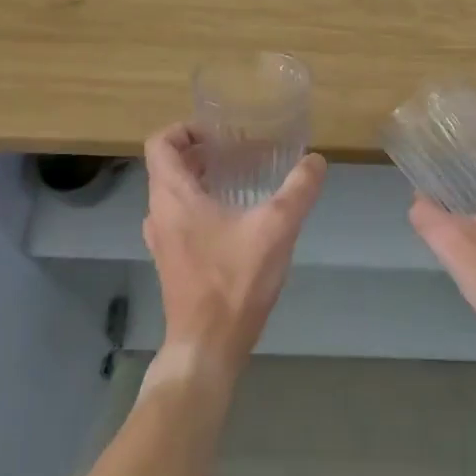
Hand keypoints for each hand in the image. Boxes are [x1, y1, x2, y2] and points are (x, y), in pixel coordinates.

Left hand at [142, 124, 325, 372]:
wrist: (207, 347)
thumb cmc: (234, 281)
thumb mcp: (276, 228)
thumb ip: (299, 190)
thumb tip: (316, 160)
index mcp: (173, 197)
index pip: (160, 143)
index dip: (185, 128)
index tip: (218, 131)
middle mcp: (159, 213)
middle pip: (167, 166)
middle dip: (199, 151)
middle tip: (236, 149)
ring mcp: (161, 240)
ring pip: (172, 193)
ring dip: (199, 177)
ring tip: (238, 177)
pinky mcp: (171, 260)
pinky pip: (178, 217)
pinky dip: (199, 203)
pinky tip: (234, 216)